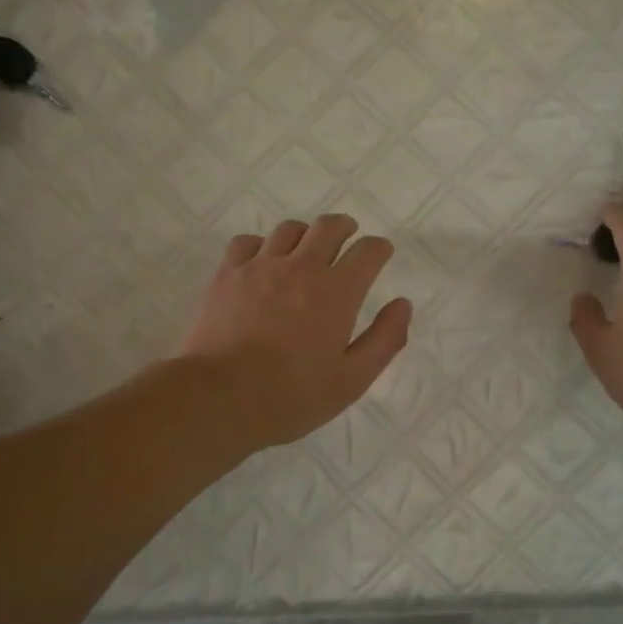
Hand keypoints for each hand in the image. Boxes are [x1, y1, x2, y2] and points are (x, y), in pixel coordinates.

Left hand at [183, 214, 413, 448]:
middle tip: (347, 238)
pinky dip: (261, 245)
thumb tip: (403, 305)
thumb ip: (384, 339)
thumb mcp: (352, 380)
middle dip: (345, 228)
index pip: (368, 251)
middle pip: (328, 227)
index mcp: (337, 291)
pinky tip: (261, 261)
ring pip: (288, 230)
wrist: (220, 397)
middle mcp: (301, 267)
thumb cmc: (292, 395)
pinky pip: (247, 242)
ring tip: (305, 249)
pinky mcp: (226, 274)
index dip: (379, 248)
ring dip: (304, 234)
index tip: (381, 254)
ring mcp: (260, 266)